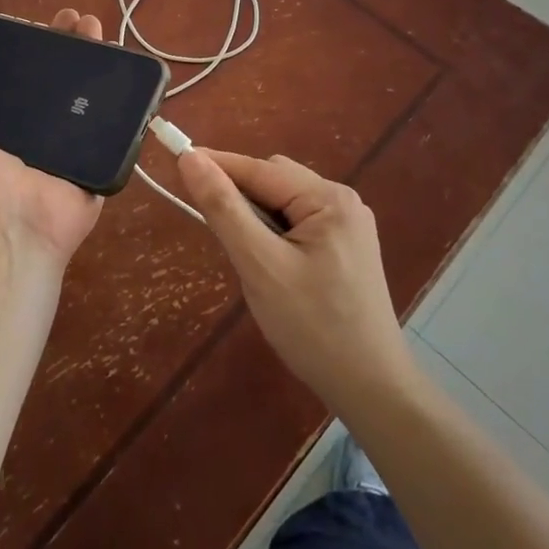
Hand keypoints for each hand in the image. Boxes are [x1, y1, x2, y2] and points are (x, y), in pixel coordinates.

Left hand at [0, 9, 105, 267]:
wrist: (13, 224)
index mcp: (9, 126)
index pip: (26, 76)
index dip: (35, 49)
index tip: (42, 24)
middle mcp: (43, 131)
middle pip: (62, 78)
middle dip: (71, 45)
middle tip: (78, 20)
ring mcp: (75, 143)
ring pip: (91, 94)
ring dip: (98, 59)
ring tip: (98, 26)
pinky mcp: (101, 156)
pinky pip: (116, 123)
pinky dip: (125, 97)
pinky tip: (129, 65)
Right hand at [176, 149, 412, 414]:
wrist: (371, 390)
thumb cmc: (313, 328)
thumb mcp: (260, 266)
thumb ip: (224, 209)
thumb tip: (191, 159)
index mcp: (329, 198)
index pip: (260, 169)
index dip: (217, 165)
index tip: (176, 162)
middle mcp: (343, 201)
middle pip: (275, 181)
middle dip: (240, 198)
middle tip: (215, 232)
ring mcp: (348, 226)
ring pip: (284, 203)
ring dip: (257, 219)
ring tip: (246, 258)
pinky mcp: (347, 249)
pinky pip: (298, 224)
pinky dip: (274, 234)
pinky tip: (270, 266)